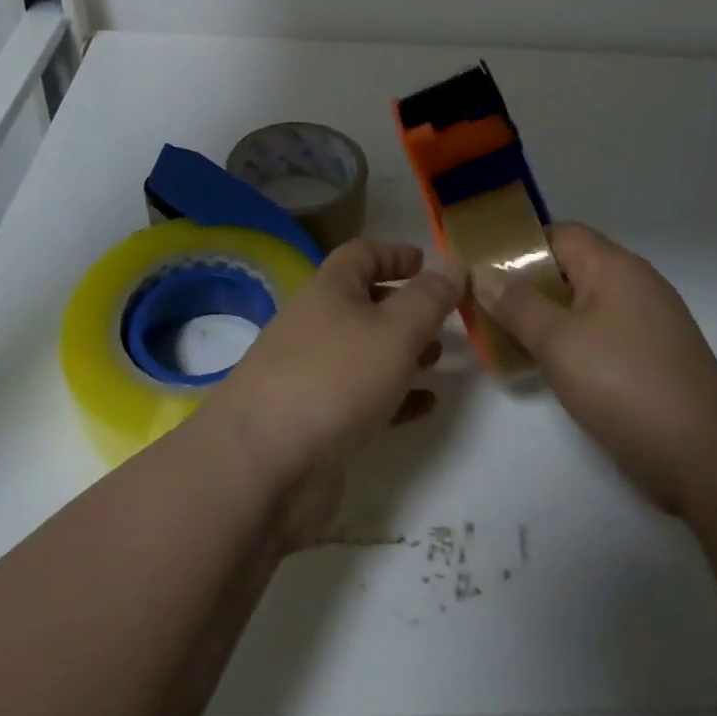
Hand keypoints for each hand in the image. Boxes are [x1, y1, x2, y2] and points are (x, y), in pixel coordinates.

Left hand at [203, 240, 462, 537]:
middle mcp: (317, 323)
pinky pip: (362, 395)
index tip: (428, 263)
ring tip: (440, 357)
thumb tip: (452, 266)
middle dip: (405, 306)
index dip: (396, 253)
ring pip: (365, 350)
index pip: (363, 254)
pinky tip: (424, 405)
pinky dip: (394, 394)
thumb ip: (429, 298)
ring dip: (402, 350)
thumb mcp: (396, 330)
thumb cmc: (336, 377)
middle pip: (364, 302)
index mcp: (330, 289)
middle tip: (445, 316)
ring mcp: (312, 372)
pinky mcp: (315, 418)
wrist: (264, 462)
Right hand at [474, 223, 716, 513]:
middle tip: (483, 307)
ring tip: (502, 337)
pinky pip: (598, 334)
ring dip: (544, 317)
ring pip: (582, 304)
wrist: (706, 458)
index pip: (559, 233)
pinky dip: (568, 341)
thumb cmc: (625, 384)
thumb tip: (482, 272)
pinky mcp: (650, 357)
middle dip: (525, 285)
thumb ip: (517, 304)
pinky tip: (544, 366)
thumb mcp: (559, 342)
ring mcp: (646, 322)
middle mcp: (633, 284)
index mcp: (614, 267)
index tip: (480, 268)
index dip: (518, 245)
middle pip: (569, 268)